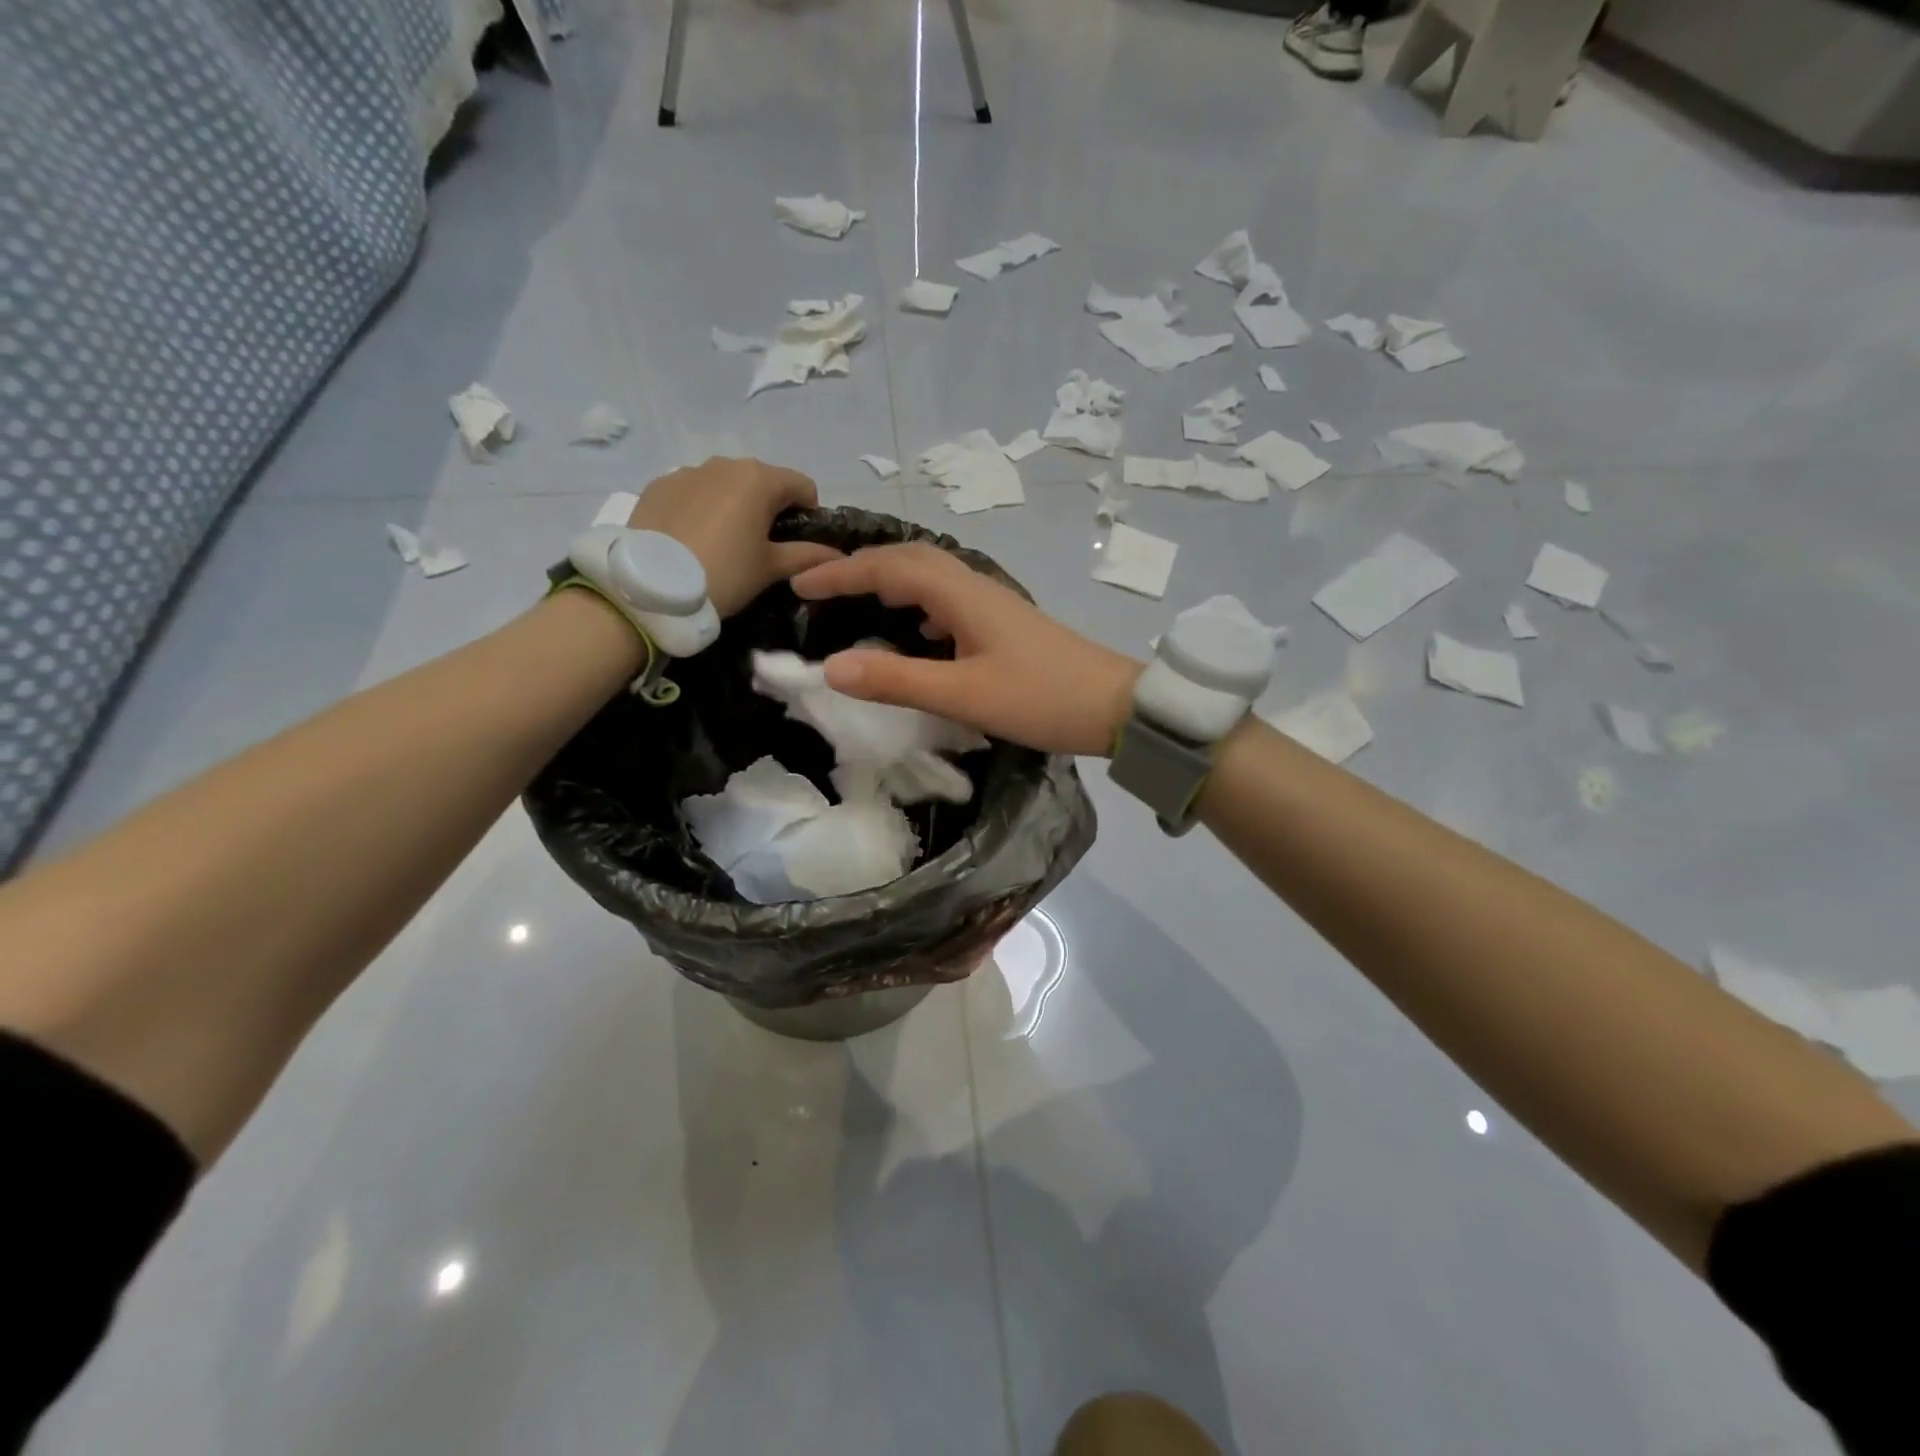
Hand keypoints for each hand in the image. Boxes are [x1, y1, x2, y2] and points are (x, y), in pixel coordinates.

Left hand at [628, 458, 840, 617]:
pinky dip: (701, 509)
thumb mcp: (771, 569)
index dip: (808, 515)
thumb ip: (807, 556)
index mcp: (759, 479)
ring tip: (722, 544)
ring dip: (733, 506)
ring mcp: (687, 472)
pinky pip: (693, 492)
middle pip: (762, 481)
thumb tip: (837, 554)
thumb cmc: (725, 573)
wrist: (651, 588)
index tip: (797, 544)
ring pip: (725, 485)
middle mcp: (725, 463)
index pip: (803, 486)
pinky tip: (692, 540)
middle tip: (760, 547)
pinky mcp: (658, 486)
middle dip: (768, 508)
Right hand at [790, 543, 1141, 756]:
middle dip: (863, 568)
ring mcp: (995, 606)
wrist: (1117, 708)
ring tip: (858, 602)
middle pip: (911, 561)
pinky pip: (950, 602)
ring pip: (932, 578)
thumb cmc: (1041, 699)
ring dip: (891, 582)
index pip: (890, 567)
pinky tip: (918, 631)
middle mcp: (976, 589)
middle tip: (823, 588)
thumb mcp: (964, 695)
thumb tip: (830, 667)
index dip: (842, 573)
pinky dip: (920, 606)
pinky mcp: (1006, 626)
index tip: (799, 584)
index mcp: (963, 596)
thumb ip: (897, 681)